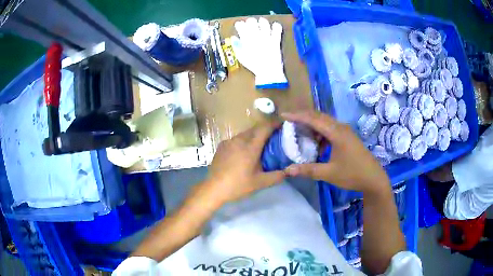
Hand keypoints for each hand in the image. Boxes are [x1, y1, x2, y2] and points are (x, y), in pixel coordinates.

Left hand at [204, 121, 285, 204]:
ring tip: (259, 146)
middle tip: (274, 138)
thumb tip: (289, 171)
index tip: (282, 125)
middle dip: (265, 130)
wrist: (213, 188)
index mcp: (250, 146)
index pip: (265, 128)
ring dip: (254, 136)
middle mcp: (239, 140)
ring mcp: (229, 141)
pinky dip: (244, 141)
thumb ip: (277, 176)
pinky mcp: (221, 146)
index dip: (274, 124)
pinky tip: (244, 152)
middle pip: (255, 129)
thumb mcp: (260, 183)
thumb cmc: (238, 185)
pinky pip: (236, 139)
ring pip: (245, 133)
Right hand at [282, 111, 389, 193]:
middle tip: (289, 121)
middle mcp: (341, 128)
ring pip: (325, 122)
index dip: (297, 116)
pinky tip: (317, 144)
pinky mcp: (347, 137)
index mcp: (336, 133)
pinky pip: (331, 128)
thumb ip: (308, 170)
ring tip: (300, 132)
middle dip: (303, 117)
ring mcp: (345, 131)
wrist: (373, 178)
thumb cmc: (352, 175)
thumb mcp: (329, 173)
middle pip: (319, 116)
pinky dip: (320, 132)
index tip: (283, 115)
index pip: (313, 119)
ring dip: (312, 124)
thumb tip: (287, 170)